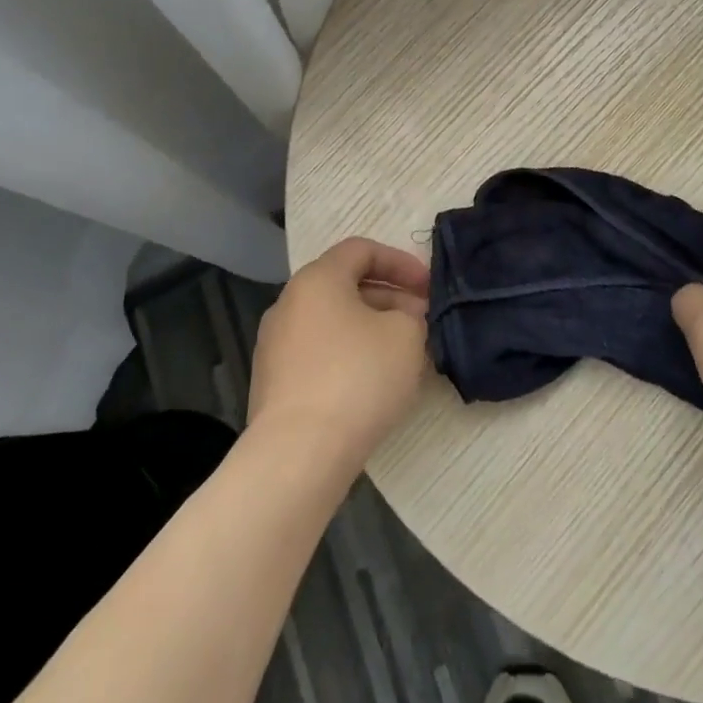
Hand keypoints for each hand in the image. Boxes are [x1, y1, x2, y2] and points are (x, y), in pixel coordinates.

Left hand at [247, 237, 431, 474]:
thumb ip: (411, 313)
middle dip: (389, 297)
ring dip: (370, 328)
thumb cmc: (358, 377)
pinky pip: (319, 353)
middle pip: (345, 285)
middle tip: (422, 320)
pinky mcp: (273, 383)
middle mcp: (288, 303)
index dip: (400, 261)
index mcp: (317, 279)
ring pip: (332, 321)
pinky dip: (348, 355)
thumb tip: (400, 318)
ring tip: (402, 354)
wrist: (299, 453)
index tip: (429, 286)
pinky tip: (372, 383)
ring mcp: (275, 345)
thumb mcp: (406, 334)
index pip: (361, 249)